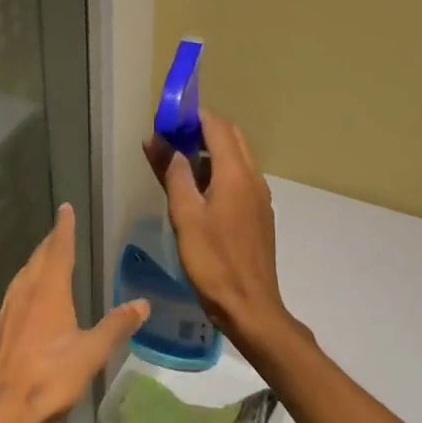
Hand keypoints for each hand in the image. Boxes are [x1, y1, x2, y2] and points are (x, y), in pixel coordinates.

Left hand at [0, 204, 148, 422]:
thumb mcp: (90, 354)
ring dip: (35, 263)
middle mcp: (24, 294)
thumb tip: (142, 303)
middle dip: (50, 243)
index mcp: (48, 292)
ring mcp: (6, 312)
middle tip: (59, 231)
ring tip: (45, 259)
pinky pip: (13, 296)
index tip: (65, 209)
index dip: (64, 229)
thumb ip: (116, 326)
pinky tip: (26, 299)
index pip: (58, 250)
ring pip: (22, 277)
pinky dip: (24, 286)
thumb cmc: (48, 378)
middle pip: (37, 260)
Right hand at [143, 108, 291, 344]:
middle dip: (201, 130)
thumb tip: (162, 142)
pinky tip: (197, 191)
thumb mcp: (185, 216)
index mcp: (236, 174)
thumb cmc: (213, 262)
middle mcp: (253, 178)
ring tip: (177, 162)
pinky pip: (239, 178)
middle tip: (170, 138)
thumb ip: (175, 175)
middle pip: (230, 137)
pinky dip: (218, 171)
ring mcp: (259, 197)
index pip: (217, 126)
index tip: (166, 118)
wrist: (250, 306)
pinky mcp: (258, 214)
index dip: (192, 116)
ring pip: (236, 157)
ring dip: (209, 150)